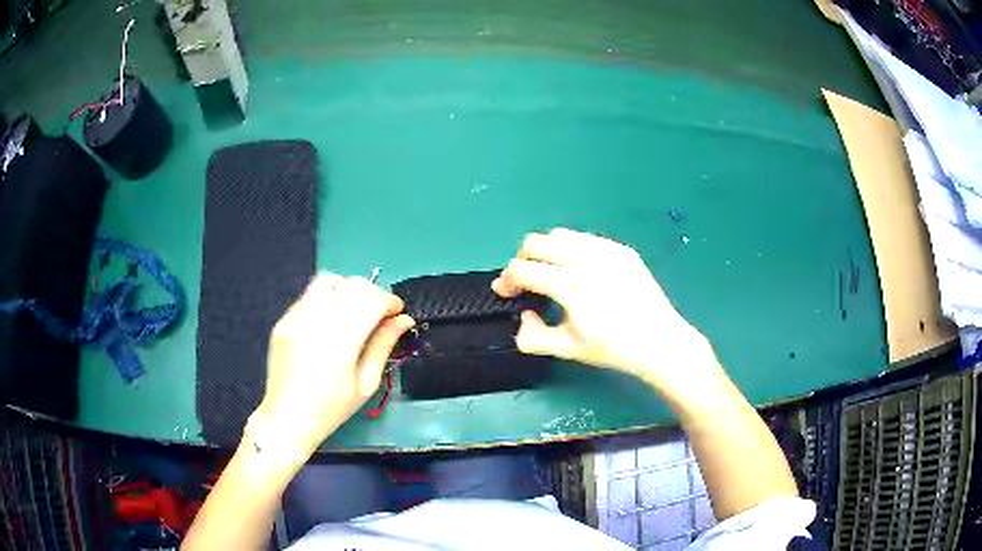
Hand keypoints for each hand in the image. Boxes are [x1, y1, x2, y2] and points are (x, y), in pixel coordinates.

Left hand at [250, 273, 414, 459]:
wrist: (286, 419)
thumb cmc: (331, 409)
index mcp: (339, 347)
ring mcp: (295, 320)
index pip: (370, 301)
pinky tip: (331, 320)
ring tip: (354, 310)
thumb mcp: (365, 384)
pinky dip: (328, 298)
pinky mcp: (283, 320)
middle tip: (379, 314)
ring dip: (349, 289)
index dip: (390, 301)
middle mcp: (315, 325)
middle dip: (373, 293)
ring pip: (329, 281)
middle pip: (352, 285)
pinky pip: (310, 294)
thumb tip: (404, 320)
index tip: (397, 313)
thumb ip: (383, 346)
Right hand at [493, 228, 719, 396]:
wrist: (660, 341)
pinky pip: (587, 239)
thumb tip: (525, 316)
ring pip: (561, 235)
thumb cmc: (613, 348)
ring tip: (553, 273)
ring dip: (547, 251)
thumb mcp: (567, 348)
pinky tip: (582, 272)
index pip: (522, 269)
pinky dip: (573, 250)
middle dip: (522, 259)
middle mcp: (584, 258)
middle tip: (526, 281)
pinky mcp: (622, 250)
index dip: (507, 280)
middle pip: (536, 242)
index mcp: (568, 283)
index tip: (505, 292)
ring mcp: (605, 250)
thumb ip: (532, 335)